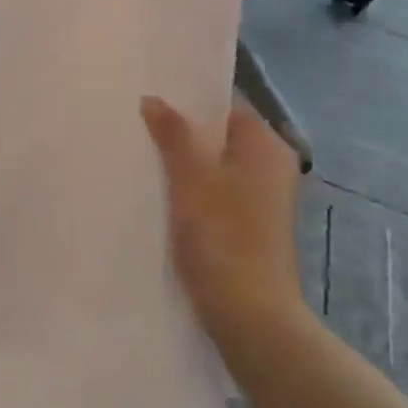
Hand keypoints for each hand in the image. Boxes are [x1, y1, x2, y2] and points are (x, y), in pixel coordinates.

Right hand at [142, 96, 304, 355]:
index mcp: (265, 146)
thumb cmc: (222, 236)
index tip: (150, 93)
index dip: (188, 97)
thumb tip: (153, 99)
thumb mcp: (190, 177)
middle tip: (136, 120)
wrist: (249, 314)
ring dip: (182, 159)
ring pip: (214, 163)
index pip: (225, 104)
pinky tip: (159, 189)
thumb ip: (173, 133)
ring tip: (140, 150)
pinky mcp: (248, 224)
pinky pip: (214, 189)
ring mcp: (261, 198)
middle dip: (180, 129)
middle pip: (218, 134)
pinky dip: (190, 186)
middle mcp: (270, 166)